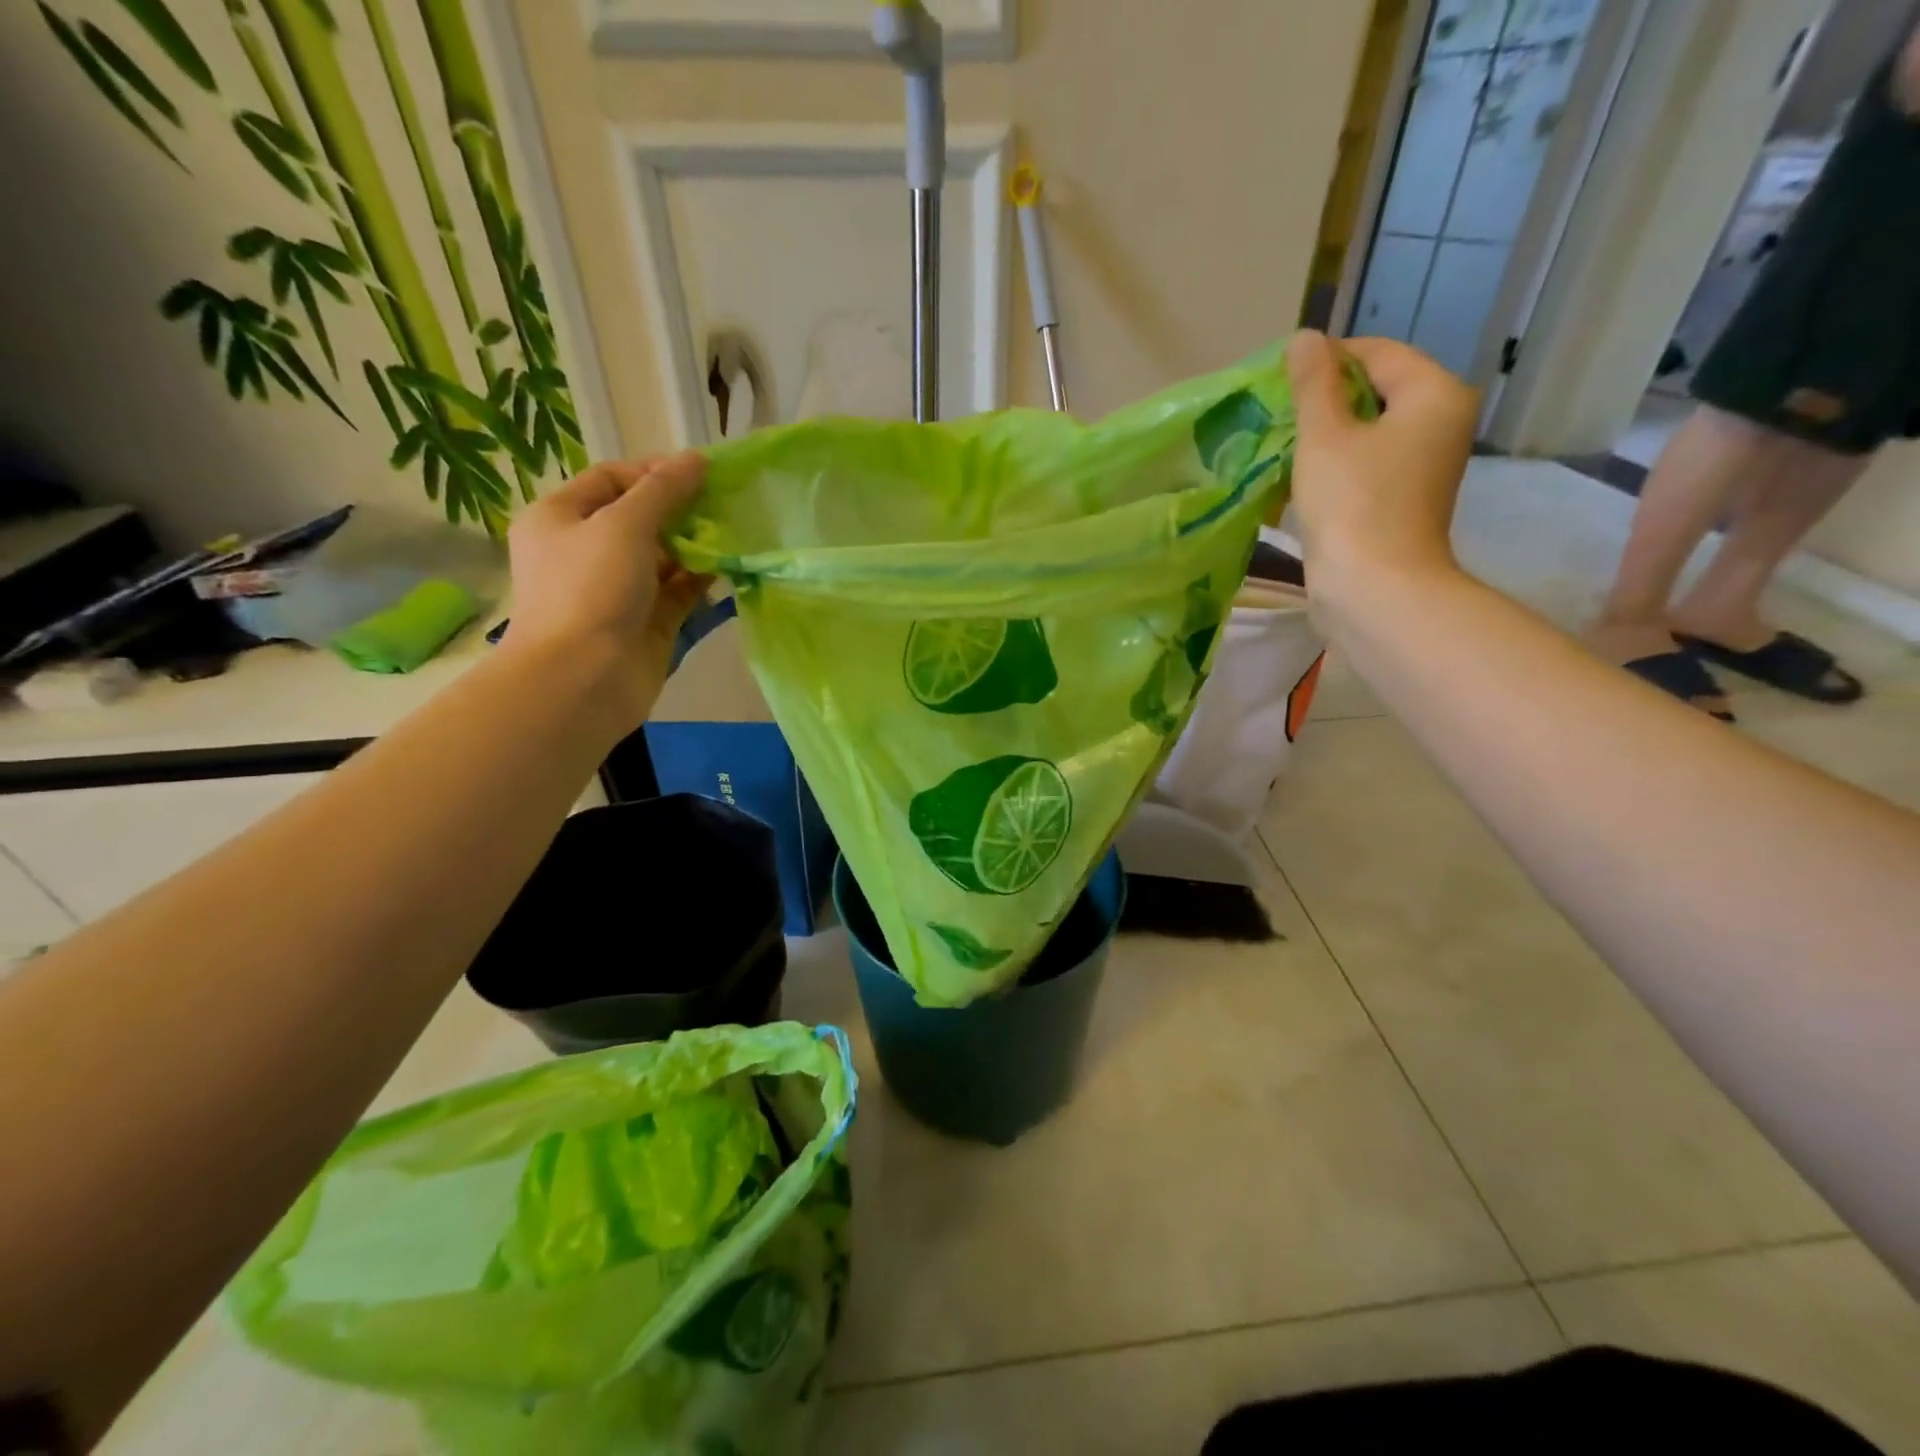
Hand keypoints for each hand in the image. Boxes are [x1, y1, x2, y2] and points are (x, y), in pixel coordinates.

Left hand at [504, 454, 712, 727]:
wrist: (582, 678)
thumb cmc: (590, 589)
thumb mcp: (624, 525)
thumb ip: (663, 491)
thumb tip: (697, 459)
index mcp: (561, 518)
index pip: (610, 480)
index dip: (653, 472)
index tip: (699, 474)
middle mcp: (586, 551)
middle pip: (640, 518)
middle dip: (681, 510)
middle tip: (723, 504)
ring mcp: (618, 590)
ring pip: (663, 557)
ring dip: (695, 544)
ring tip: (734, 531)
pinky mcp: (646, 622)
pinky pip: (677, 591)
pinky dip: (700, 579)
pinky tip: (728, 566)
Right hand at [1285, 331, 1477, 600]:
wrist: (1375, 589)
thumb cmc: (1352, 504)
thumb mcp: (1324, 436)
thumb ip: (1312, 383)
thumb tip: (1304, 339)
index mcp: (1434, 394)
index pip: (1377, 353)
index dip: (1325, 360)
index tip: (1277, 380)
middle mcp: (1441, 421)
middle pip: (1375, 390)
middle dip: (1323, 400)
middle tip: (1275, 414)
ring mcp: (1423, 464)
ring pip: (1367, 430)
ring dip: (1324, 434)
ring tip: (1280, 444)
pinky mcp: (1403, 498)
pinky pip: (1366, 463)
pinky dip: (1334, 464)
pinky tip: (1298, 476)